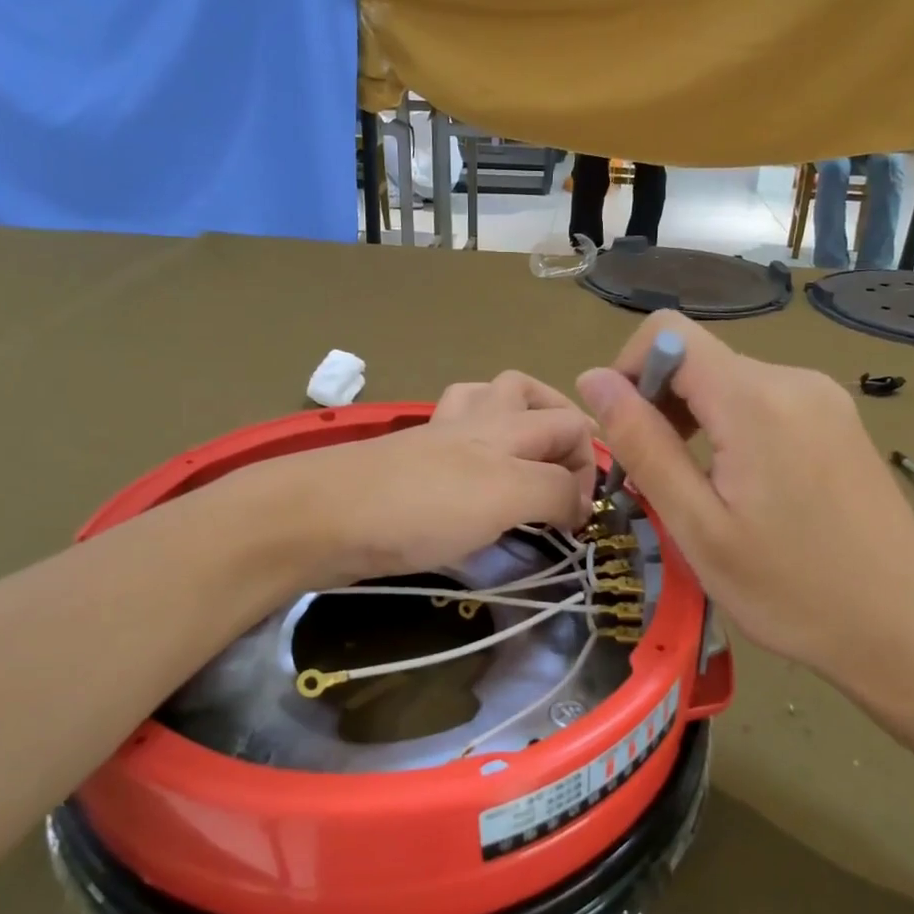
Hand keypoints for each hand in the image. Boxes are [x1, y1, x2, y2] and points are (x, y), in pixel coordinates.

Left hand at [270, 372, 597, 586]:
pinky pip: (451, 438)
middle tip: (567, 473)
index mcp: (505, 425)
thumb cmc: (422, 505)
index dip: (589, 467)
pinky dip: (472, 447)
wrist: (323, 517)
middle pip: (527, 393)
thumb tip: (578, 504)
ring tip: (525, 458)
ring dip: (514, 420)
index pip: (570, 426)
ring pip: (484, 402)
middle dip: (559, 424)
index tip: (582, 520)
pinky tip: (472, 478)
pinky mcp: (408, 464)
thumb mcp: (505, 495)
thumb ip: (553, 491)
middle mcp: (474, 421)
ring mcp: (435, 438)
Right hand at [576, 313, 913, 708]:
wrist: (904, 628)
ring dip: (696, 422)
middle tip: (659, 481)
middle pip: (700, 359)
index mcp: (755, 399)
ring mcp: (825, 398)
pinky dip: (734, 430)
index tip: (626, 434)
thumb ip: (642, 444)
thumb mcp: (697, 526)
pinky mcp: (839, 420)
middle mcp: (794, 379)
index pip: (668, 331)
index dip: (629, 369)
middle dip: (661, 406)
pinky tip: (745, 490)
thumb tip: (591, 379)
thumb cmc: (789, 590)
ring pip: (730, 383)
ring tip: (701, 493)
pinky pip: (766, 403)